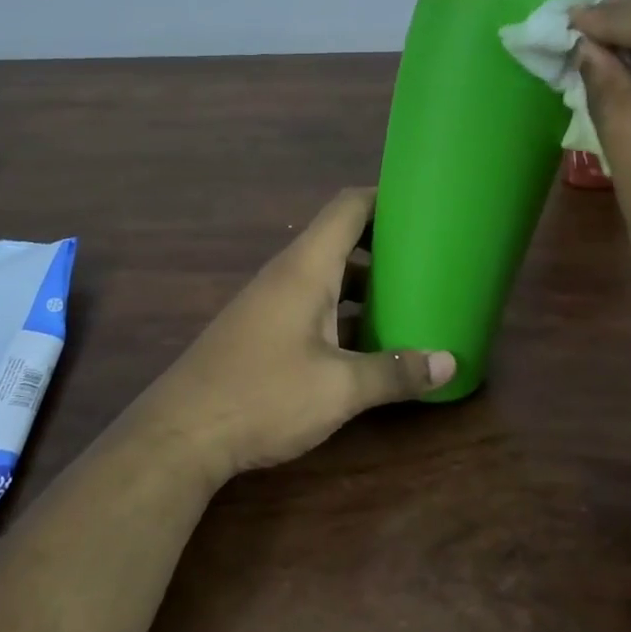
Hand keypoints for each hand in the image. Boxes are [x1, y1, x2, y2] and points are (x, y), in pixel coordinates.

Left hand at [134, 188, 456, 480]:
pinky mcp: (263, 329)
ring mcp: (272, 302)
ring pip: (327, 275)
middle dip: (384, 244)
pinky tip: (368, 338)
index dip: (385, 197)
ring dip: (365, 282)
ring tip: (409, 296)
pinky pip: (313, 302)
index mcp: (306, 268)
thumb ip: (395, 372)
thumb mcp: (339, 388)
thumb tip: (450, 364)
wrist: (181, 434)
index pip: (348, 208)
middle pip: (341, 239)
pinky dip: (344, 309)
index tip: (423, 204)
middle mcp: (288, 274)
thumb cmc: (264, 395)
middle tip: (429, 256)